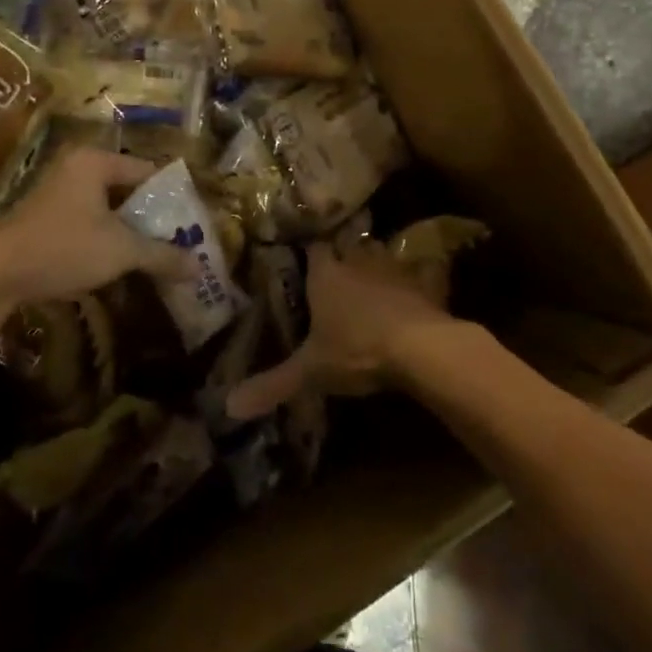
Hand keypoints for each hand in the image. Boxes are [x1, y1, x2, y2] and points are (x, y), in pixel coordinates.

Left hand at [0, 148, 193, 308]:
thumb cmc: (64, 248)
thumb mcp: (121, 251)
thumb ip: (162, 255)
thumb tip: (199, 268)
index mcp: (95, 162)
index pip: (148, 171)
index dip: (173, 198)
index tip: (193, 223)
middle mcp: (76, 168)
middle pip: (128, 190)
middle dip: (153, 218)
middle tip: (180, 241)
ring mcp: (58, 192)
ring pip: (108, 209)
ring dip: (131, 231)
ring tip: (157, 255)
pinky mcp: (47, 217)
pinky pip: (90, 221)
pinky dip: (107, 238)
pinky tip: (121, 262)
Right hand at [226, 243, 461, 419]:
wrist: (420, 347)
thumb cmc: (357, 350)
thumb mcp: (311, 371)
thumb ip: (273, 384)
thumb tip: (228, 407)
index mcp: (326, 276)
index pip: (314, 249)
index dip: (310, 251)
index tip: (305, 256)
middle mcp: (357, 262)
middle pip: (348, 245)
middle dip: (344, 252)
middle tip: (340, 264)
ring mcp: (393, 269)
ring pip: (381, 253)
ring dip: (376, 261)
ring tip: (372, 274)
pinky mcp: (424, 283)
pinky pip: (419, 271)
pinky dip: (417, 276)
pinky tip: (418, 285)